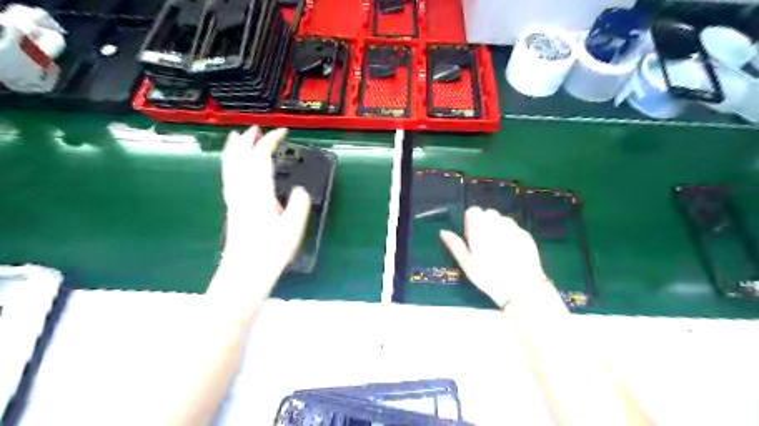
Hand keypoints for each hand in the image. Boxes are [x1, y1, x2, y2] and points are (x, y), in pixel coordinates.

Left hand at [218, 124, 309, 279]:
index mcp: (258, 193)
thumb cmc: (270, 252)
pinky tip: (233, 167)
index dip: (270, 141)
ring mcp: (234, 200)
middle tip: (256, 128)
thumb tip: (300, 189)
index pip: (261, 158)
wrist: (244, 273)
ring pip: (230, 167)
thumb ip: (299, 204)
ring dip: (235, 149)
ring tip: (236, 138)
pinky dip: (230, 165)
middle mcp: (242, 192)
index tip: (282, 132)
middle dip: (248, 140)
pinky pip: (228, 178)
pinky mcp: (232, 208)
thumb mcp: (293, 228)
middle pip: (240, 158)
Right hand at [442, 208, 564, 317]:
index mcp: (480, 229)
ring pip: (503, 219)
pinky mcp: (526, 236)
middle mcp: (496, 224)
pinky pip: (515, 228)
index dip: (471, 221)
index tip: (472, 235)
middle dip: (485, 223)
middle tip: (484, 242)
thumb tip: (443, 232)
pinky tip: (511, 251)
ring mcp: (513, 229)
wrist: (520, 288)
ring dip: (499, 227)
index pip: (473, 211)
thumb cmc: (488, 277)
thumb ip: (455, 245)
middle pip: (489, 213)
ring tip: (499, 246)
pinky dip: (511, 235)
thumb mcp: (467, 264)